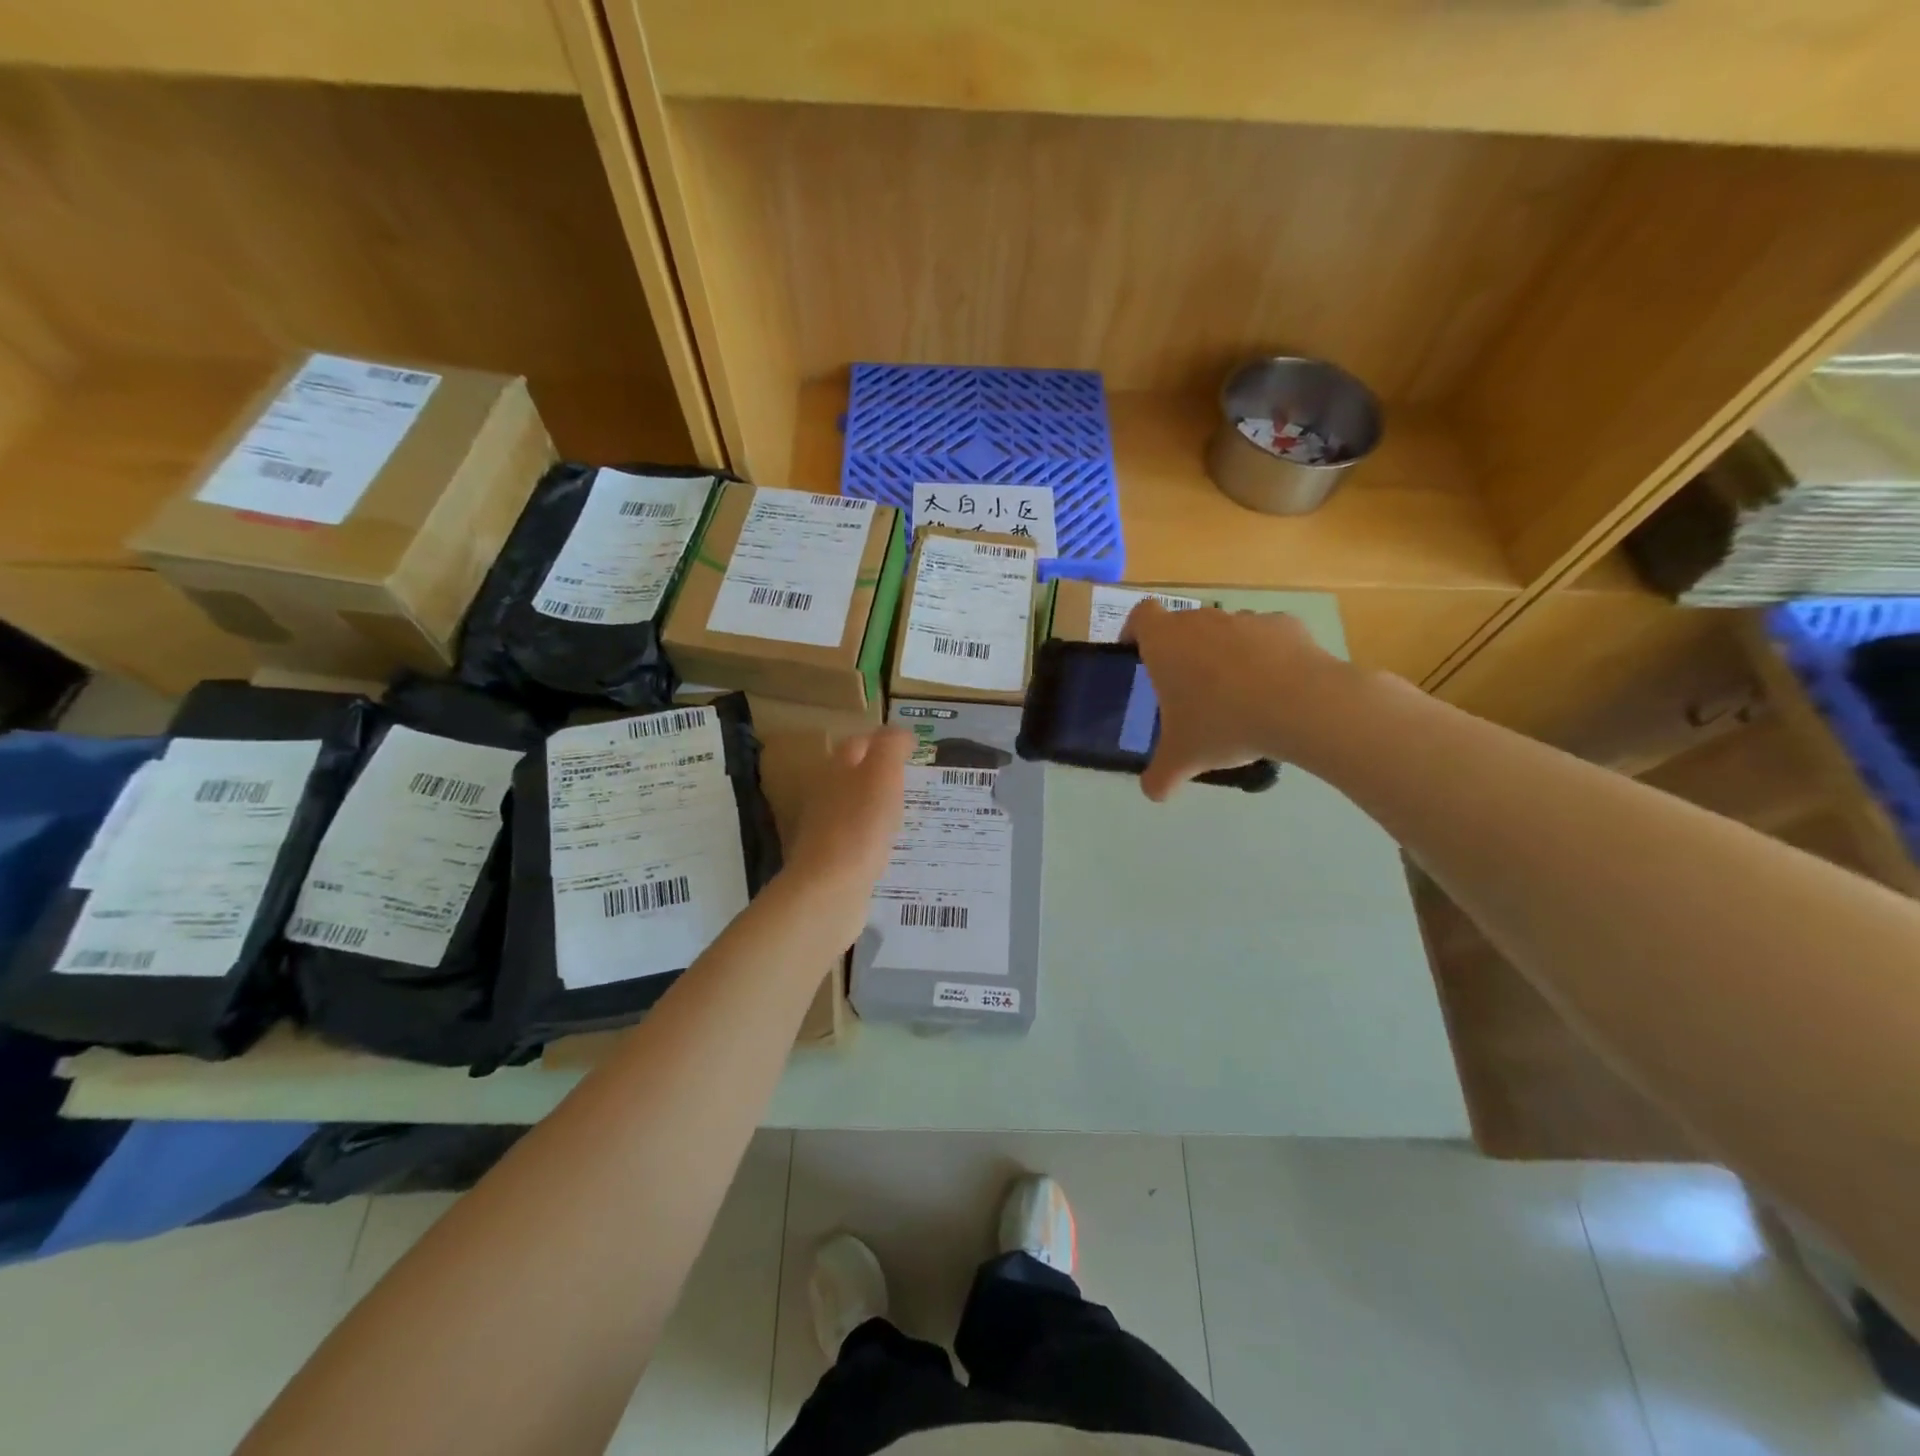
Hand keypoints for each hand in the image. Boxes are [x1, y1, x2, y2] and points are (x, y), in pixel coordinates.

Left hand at [783, 727, 912, 926]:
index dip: (885, 742)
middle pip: (854, 775)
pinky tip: (892, 848)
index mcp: (836, 768)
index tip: (915, 750)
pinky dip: (874, 838)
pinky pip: (857, 840)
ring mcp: (825, 829)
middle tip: (915, 782)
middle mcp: (825, 794)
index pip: (860, 743)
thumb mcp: (882, 775)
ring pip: (856, 808)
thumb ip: (891, 747)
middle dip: (881, 775)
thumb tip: (899, 733)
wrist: (830, 889)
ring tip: (910, 814)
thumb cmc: (860, 825)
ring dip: (878, 807)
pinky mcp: (831, 860)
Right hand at [1122, 600, 1345, 800]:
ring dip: (1223, 655)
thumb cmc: (1223, 723)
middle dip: (1182, 652)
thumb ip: (1160, 776)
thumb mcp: (1183, 759)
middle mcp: (1201, 621)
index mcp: (1165, 642)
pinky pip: (1265, 639)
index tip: (1138, 653)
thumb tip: (1152, 793)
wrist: (1301, 705)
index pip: (1140, 616)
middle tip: (1187, 690)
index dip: (1135, 631)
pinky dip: (1264, 657)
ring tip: (1236, 696)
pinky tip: (1274, 690)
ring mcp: (1245, 618)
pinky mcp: (1285, 624)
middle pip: (1183, 625)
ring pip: (1224, 631)